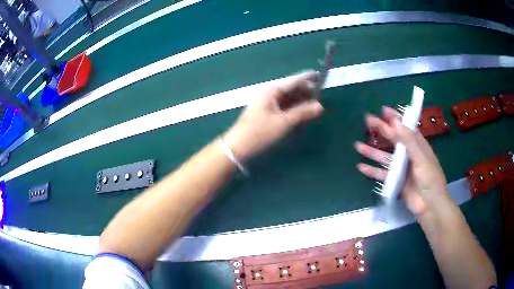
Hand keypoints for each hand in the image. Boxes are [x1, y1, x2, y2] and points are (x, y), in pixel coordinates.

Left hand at [224, 71, 323, 160]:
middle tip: (320, 97)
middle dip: (305, 92)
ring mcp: (266, 104)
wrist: (237, 147)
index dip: (307, 79)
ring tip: (313, 106)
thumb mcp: (283, 122)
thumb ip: (302, 112)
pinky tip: (300, 113)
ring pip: (287, 98)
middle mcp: (268, 94)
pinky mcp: (265, 113)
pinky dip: (292, 109)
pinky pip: (282, 107)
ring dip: (300, 101)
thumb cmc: (259, 133)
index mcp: (271, 91)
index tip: (320, 77)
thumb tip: (320, 106)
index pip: (293, 81)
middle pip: (290, 89)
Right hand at [354, 106, 449, 217]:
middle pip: (392, 140)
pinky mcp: (395, 182)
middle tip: (367, 121)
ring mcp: (401, 169)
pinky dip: (372, 171)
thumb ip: (409, 141)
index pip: (405, 128)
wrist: (429, 207)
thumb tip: (395, 122)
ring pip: (384, 157)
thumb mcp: (421, 159)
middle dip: (380, 130)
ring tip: (358, 145)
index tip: (383, 110)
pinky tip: (361, 167)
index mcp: (418, 146)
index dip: (395, 118)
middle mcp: (409, 155)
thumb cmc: (430, 180)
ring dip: (372, 151)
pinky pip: (381, 174)